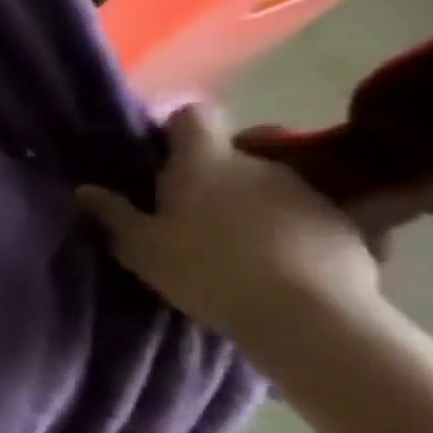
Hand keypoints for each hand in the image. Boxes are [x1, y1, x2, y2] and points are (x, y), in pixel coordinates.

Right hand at [77, 105, 385, 361]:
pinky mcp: (346, 225)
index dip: (177, 129)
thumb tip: (86, 190)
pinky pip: (305, 216)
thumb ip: (113, 214)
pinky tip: (279, 264)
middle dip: (213, 176)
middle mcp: (258, 164)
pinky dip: (290, 231)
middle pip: (231, 154)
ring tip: (237, 244)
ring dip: (251, 204)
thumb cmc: (206, 270)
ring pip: (268, 185)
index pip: (193, 116)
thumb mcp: (140, 247)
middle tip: (191, 213)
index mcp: (204, 162)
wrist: (308, 316)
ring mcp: (307, 192)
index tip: (163, 154)